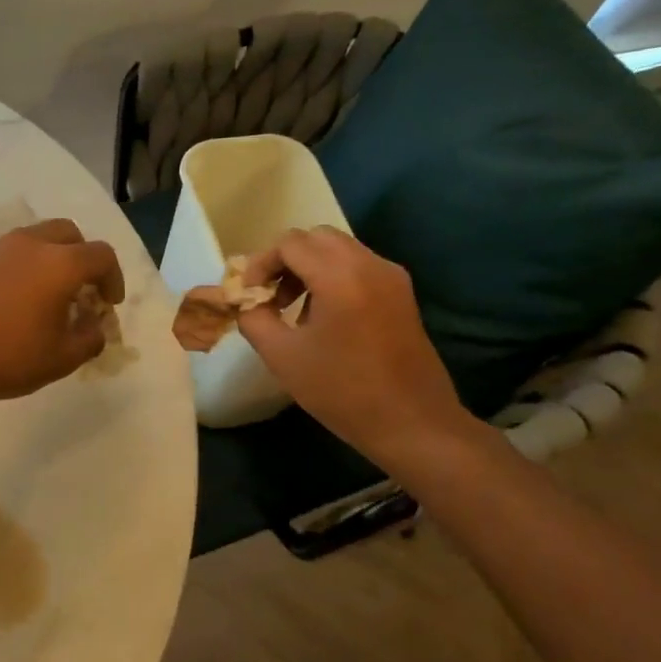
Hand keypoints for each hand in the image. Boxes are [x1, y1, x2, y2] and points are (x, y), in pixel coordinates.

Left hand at [0, 219, 124, 410]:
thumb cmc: (8, 356)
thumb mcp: (62, 358)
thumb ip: (89, 338)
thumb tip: (94, 326)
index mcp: (60, 263)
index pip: (101, 256)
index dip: (113, 278)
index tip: (109, 304)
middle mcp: (32, 244)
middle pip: (70, 234)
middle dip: (83, 258)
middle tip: (83, 291)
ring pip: (38, 238)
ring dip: (53, 259)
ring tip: (50, 297)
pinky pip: (13, 252)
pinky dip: (27, 266)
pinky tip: (18, 300)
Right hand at [235, 227, 481, 470]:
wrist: (412, 423)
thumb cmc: (343, 391)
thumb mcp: (282, 357)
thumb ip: (255, 318)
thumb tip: (248, 301)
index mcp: (340, 276)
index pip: (289, 243)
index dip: (261, 264)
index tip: (250, 294)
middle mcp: (369, 265)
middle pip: (316, 238)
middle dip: (286, 260)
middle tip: (271, 296)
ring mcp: (391, 277)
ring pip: (339, 249)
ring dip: (309, 267)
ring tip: (294, 309)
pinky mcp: (402, 293)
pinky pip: (359, 266)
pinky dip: (333, 277)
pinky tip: (325, 317)